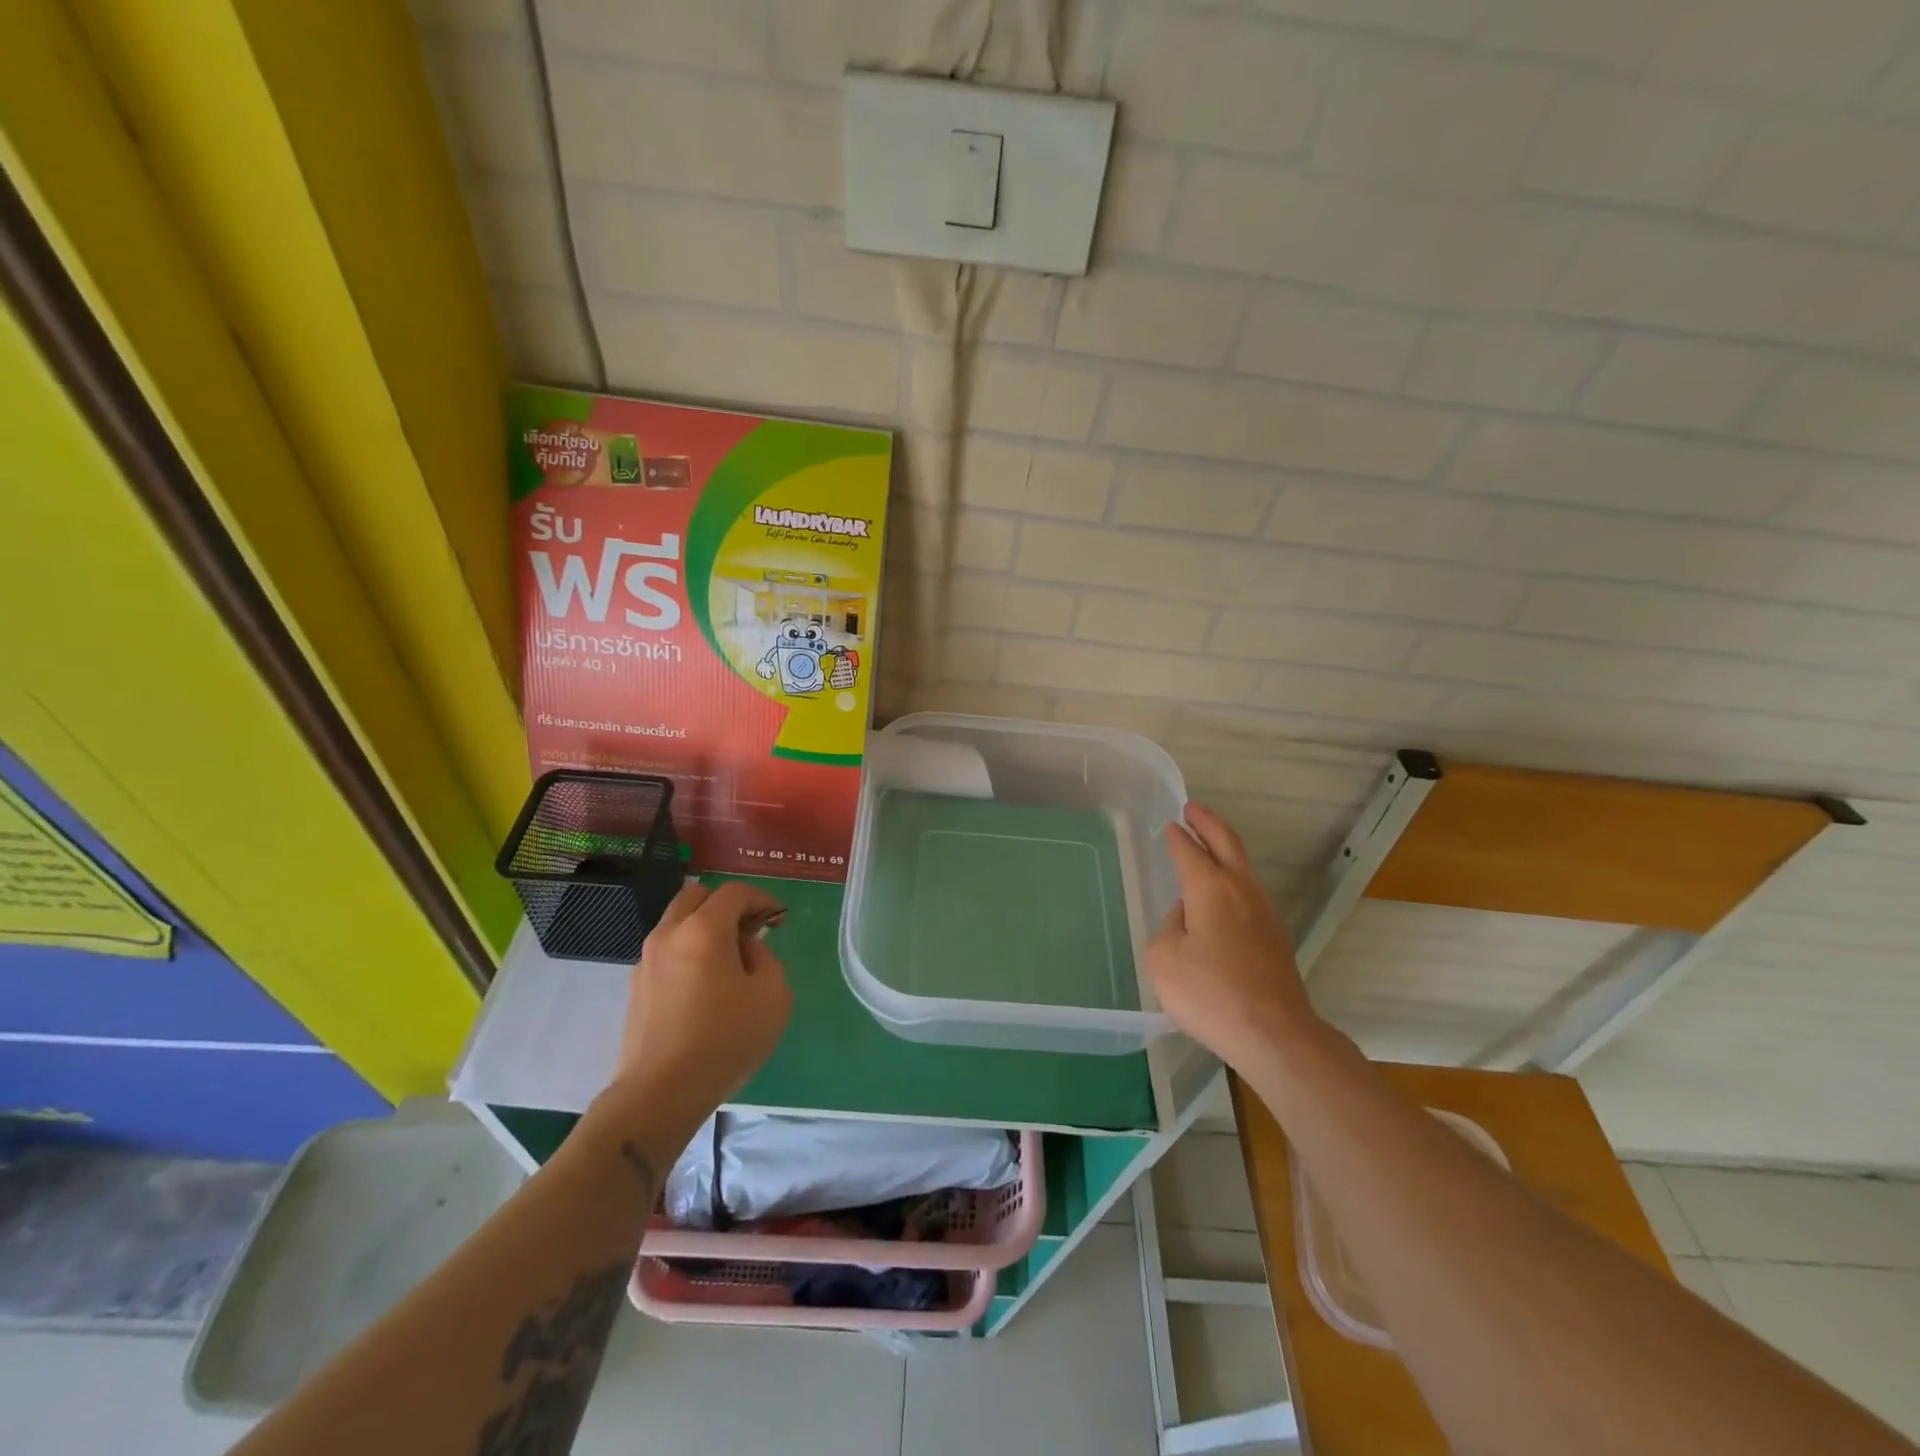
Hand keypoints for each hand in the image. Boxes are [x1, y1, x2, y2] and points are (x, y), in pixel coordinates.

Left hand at [608, 880, 792, 1126]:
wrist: (660, 1093)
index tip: (778, 919)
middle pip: (697, 896)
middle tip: (750, 930)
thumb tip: (746, 950)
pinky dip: (687, 950)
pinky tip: (704, 984)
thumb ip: (766, 959)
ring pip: (676, 922)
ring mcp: (647, 960)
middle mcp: (670, 934)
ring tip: (728, 958)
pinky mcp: (636, 986)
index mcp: (704, 929)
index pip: (734, 892)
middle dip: (727, 905)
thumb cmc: (724, 1040)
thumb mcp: (773, 996)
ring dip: (704, 926)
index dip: (762, 899)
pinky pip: (666, 950)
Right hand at [1143, 804, 1318, 1069]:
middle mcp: (1241, 890)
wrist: (1274, 1034)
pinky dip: (1234, 876)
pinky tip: (1224, 892)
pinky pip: (1250, 891)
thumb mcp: (1164, 959)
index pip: (1189, 852)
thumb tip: (1187, 917)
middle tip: (1193, 809)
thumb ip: (1169, 927)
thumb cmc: (1211, 993)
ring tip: (1208, 842)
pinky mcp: (1276, 936)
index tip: (1169, 825)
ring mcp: (1264, 912)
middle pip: (1227, 844)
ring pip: (1244, 866)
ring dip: (1225, 847)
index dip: (1177, 837)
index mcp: (1211, 888)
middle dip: (1208, 823)